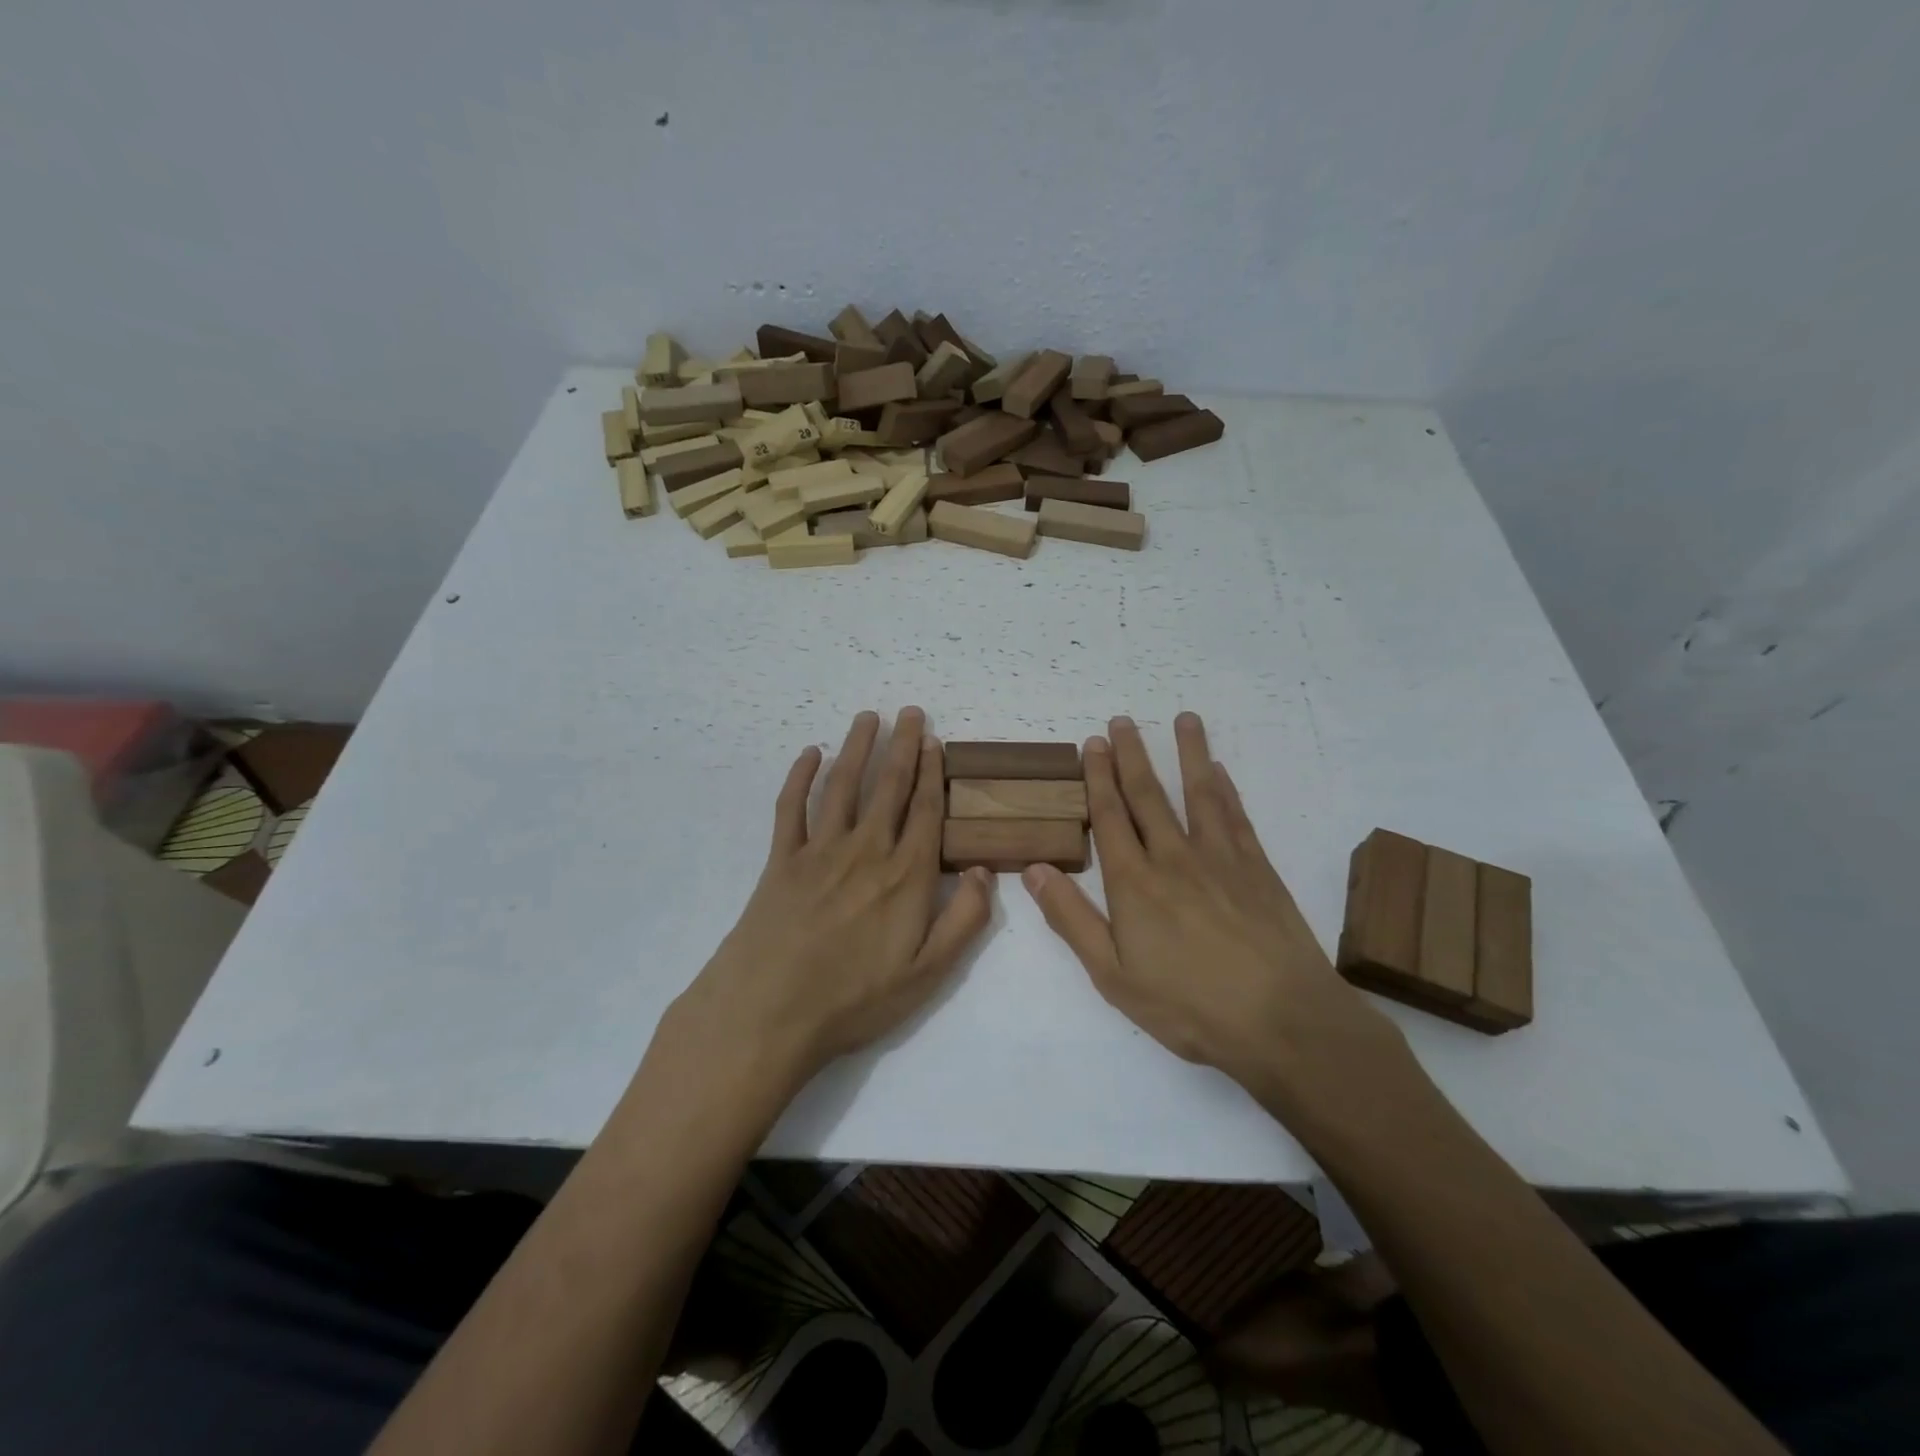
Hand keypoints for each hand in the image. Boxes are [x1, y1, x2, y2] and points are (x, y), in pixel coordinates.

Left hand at [668, 708, 993, 1095]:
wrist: (769, 1012)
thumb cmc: (855, 998)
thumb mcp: (928, 973)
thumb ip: (964, 920)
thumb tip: (982, 870)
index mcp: (905, 875)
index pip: (925, 811)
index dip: (932, 773)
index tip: (935, 741)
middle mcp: (866, 850)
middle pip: (888, 787)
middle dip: (902, 746)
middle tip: (910, 712)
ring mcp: (820, 851)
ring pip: (843, 785)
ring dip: (857, 748)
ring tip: (868, 717)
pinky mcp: (781, 860)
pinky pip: (791, 808)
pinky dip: (800, 777)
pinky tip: (810, 754)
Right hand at [1022, 713, 1412, 1123]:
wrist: (1282, 1021)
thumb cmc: (1188, 1006)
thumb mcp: (1113, 976)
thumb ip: (1071, 919)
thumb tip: (1033, 869)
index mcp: (1134, 883)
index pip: (1109, 817)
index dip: (1097, 778)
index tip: (1090, 744)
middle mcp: (1174, 858)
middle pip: (1147, 796)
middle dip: (1131, 756)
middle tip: (1120, 721)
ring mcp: (1220, 859)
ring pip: (1198, 793)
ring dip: (1188, 754)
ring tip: (1183, 719)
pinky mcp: (1258, 868)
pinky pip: (1236, 816)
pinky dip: (1225, 788)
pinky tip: (1220, 770)